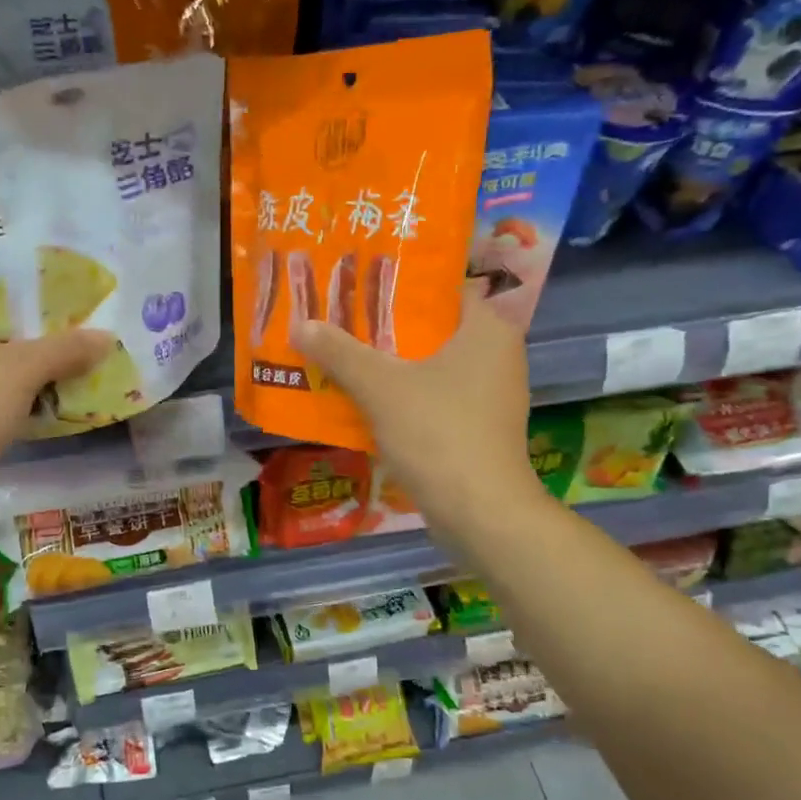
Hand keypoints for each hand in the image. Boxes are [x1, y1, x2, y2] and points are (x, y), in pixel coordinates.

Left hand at [0, 297, 112, 516]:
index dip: (23, 299)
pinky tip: (50, 396)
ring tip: (71, 362)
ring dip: (25, 371)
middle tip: (73, 333)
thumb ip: (65, 349)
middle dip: (30, 339)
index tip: (61, 304)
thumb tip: (107, 338)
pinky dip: (13, 397)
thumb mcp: (20, 370)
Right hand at [292, 286, 540, 545]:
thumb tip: (301, 324)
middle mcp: (499, 355)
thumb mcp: (380, 388)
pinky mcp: (482, 430)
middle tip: (343, 323)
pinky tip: (370, 404)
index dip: (400, 286)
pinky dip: (408, 398)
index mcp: (488, 329)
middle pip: (435, 330)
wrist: (482, 513)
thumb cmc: (438, 434)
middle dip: (388, 329)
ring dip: (394, 367)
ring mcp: (493, 396)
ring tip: (347, 359)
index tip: (359, 288)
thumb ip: (340, 353)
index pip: (443, 289)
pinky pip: (438, 400)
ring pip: (434, 368)